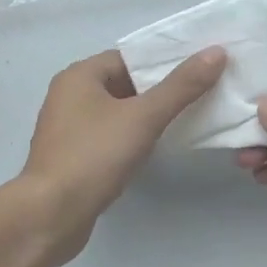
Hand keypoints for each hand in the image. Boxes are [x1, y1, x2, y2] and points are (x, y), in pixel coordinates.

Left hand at [19, 46, 226, 265]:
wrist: (50, 214)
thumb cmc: (93, 156)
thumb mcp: (143, 117)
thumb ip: (181, 86)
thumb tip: (216, 52)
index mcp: (79, 76)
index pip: (128, 57)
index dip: (163, 62)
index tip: (198, 69)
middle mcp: (69, 95)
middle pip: (123, 83)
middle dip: (158, 89)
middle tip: (201, 93)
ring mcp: (68, 128)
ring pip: (116, 112)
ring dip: (145, 116)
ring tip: (187, 119)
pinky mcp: (72, 157)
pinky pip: (108, 137)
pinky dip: (130, 138)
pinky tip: (155, 148)